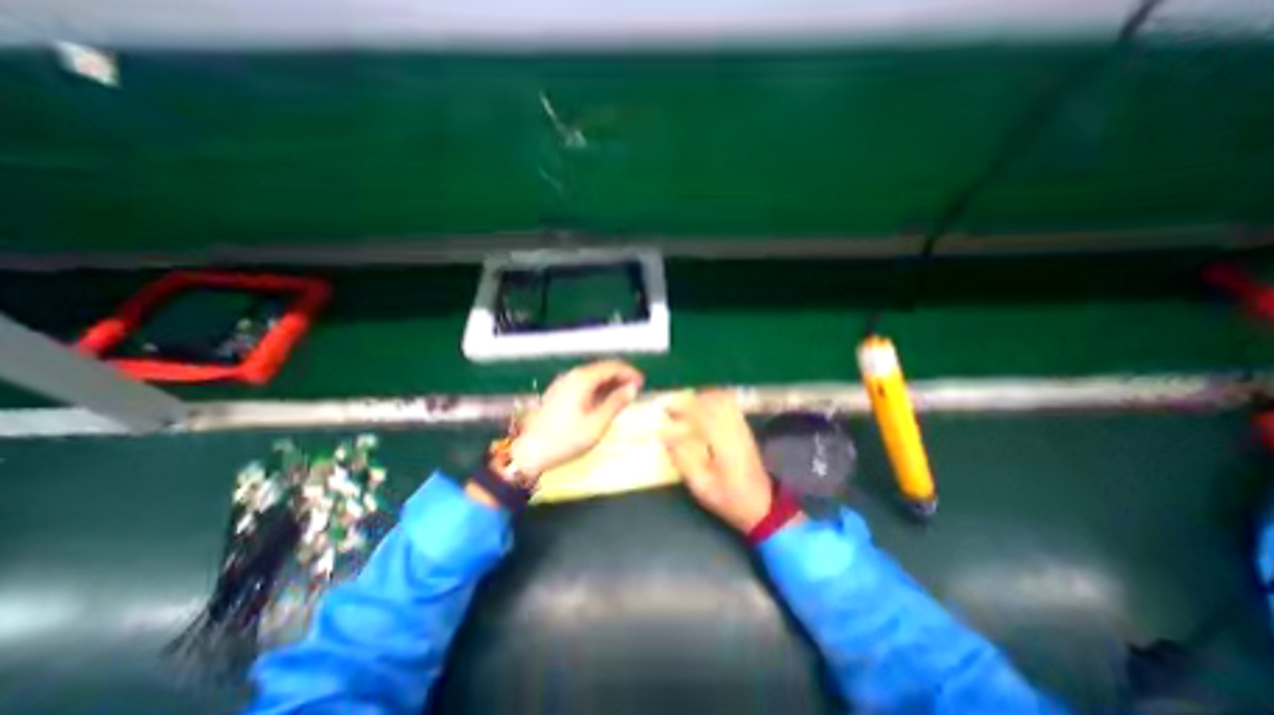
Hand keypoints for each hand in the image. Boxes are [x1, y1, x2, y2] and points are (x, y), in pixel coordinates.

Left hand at [510, 359, 641, 477]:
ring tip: (623, 396)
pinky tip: (604, 401)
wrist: (529, 453)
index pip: (611, 367)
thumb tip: (632, 388)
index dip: (629, 372)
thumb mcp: (597, 424)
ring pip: (592, 377)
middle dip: (620, 376)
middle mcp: (571, 376)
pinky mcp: (558, 392)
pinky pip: (583, 384)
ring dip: (609, 383)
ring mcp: (563, 383)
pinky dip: (597, 389)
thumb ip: (616, 403)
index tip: (642, 382)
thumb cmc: (565, 440)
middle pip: (601, 369)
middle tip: (636, 389)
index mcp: (582, 380)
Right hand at [663, 388, 783, 533]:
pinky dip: (712, 400)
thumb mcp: (701, 487)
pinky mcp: (744, 427)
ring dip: (700, 398)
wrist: (763, 503)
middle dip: (689, 400)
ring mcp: (742, 426)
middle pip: (712, 402)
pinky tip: (701, 407)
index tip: (664, 409)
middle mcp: (735, 429)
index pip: (702, 415)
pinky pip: (729, 404)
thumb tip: (666, 437)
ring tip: (684, 406)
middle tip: (671, 407)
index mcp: (724, 444)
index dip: (681, 408)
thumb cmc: (729, 498)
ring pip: (721, 399)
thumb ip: (683, 460)